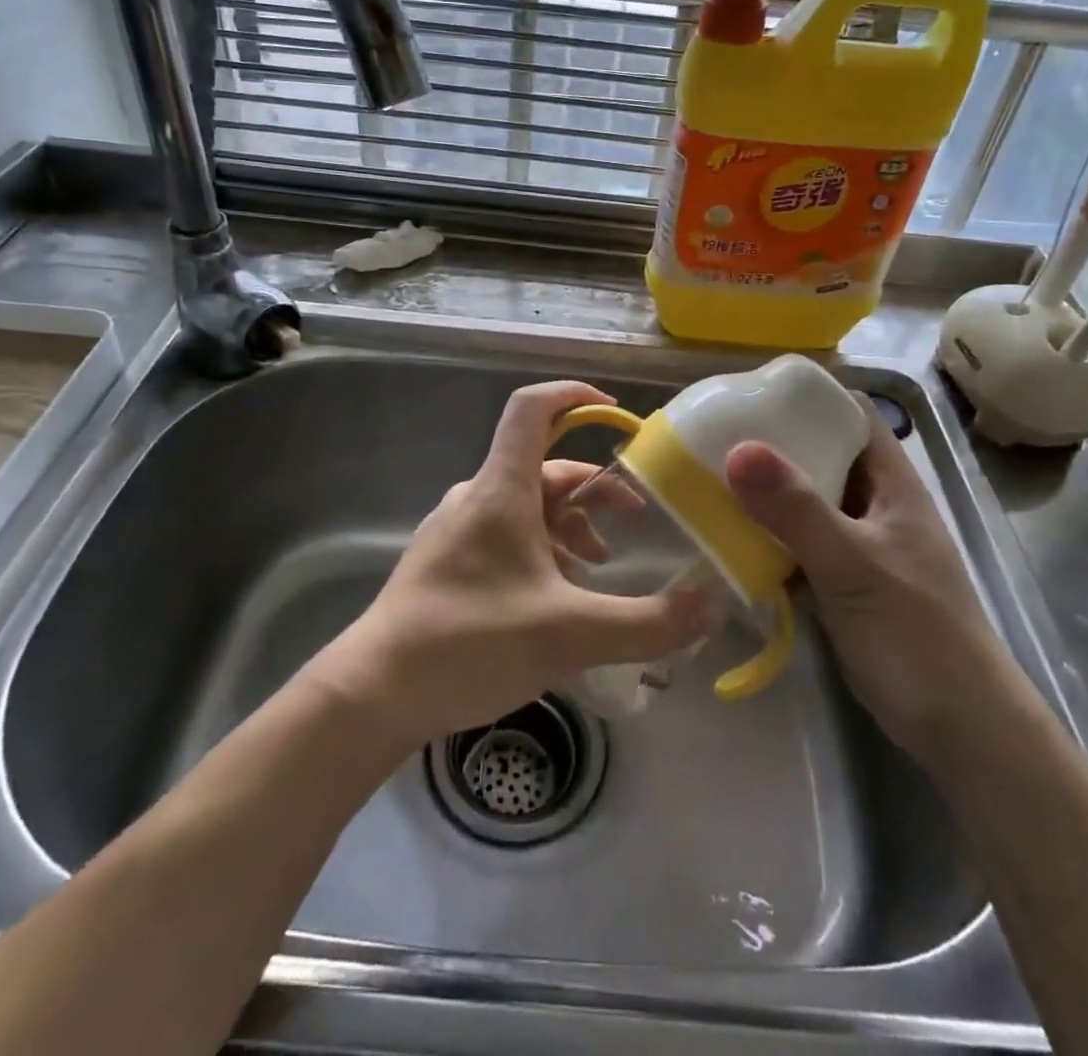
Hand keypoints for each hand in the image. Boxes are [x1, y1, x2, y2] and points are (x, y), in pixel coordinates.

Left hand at [314, 381, 714, 746]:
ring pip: (527, 506)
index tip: (618, 413)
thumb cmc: (469, 643)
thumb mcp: (569, 635)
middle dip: (596, 489)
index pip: (532, 409)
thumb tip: (712, 608)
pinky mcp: (448, 560)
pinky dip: (542, 549)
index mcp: (501, 490)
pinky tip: (557, 596)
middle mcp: (477, 497)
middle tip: (636, 521)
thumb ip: (647, 624)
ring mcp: (458, 529)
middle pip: (545, 468)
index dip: (575, 395)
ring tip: (599, 568)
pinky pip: (506, 535)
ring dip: (571, 525)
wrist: (375, 692)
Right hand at [724, 416, 1009, 762]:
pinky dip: (766, 537)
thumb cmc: (916, 634)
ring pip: (804, 502)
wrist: (959, 729)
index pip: (849, 415)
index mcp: (891, 482)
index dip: (806, 397)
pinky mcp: (841, 582)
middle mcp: (873, 503)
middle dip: (770, 444)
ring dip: (763, 493)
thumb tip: (738, 449)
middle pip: (820, 455)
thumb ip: (797, 510)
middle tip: (712, 436)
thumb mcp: (853, 565)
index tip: (748, 392)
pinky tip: (727, 537)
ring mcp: (858, 544)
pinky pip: (796, 543)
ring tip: (707, 478)